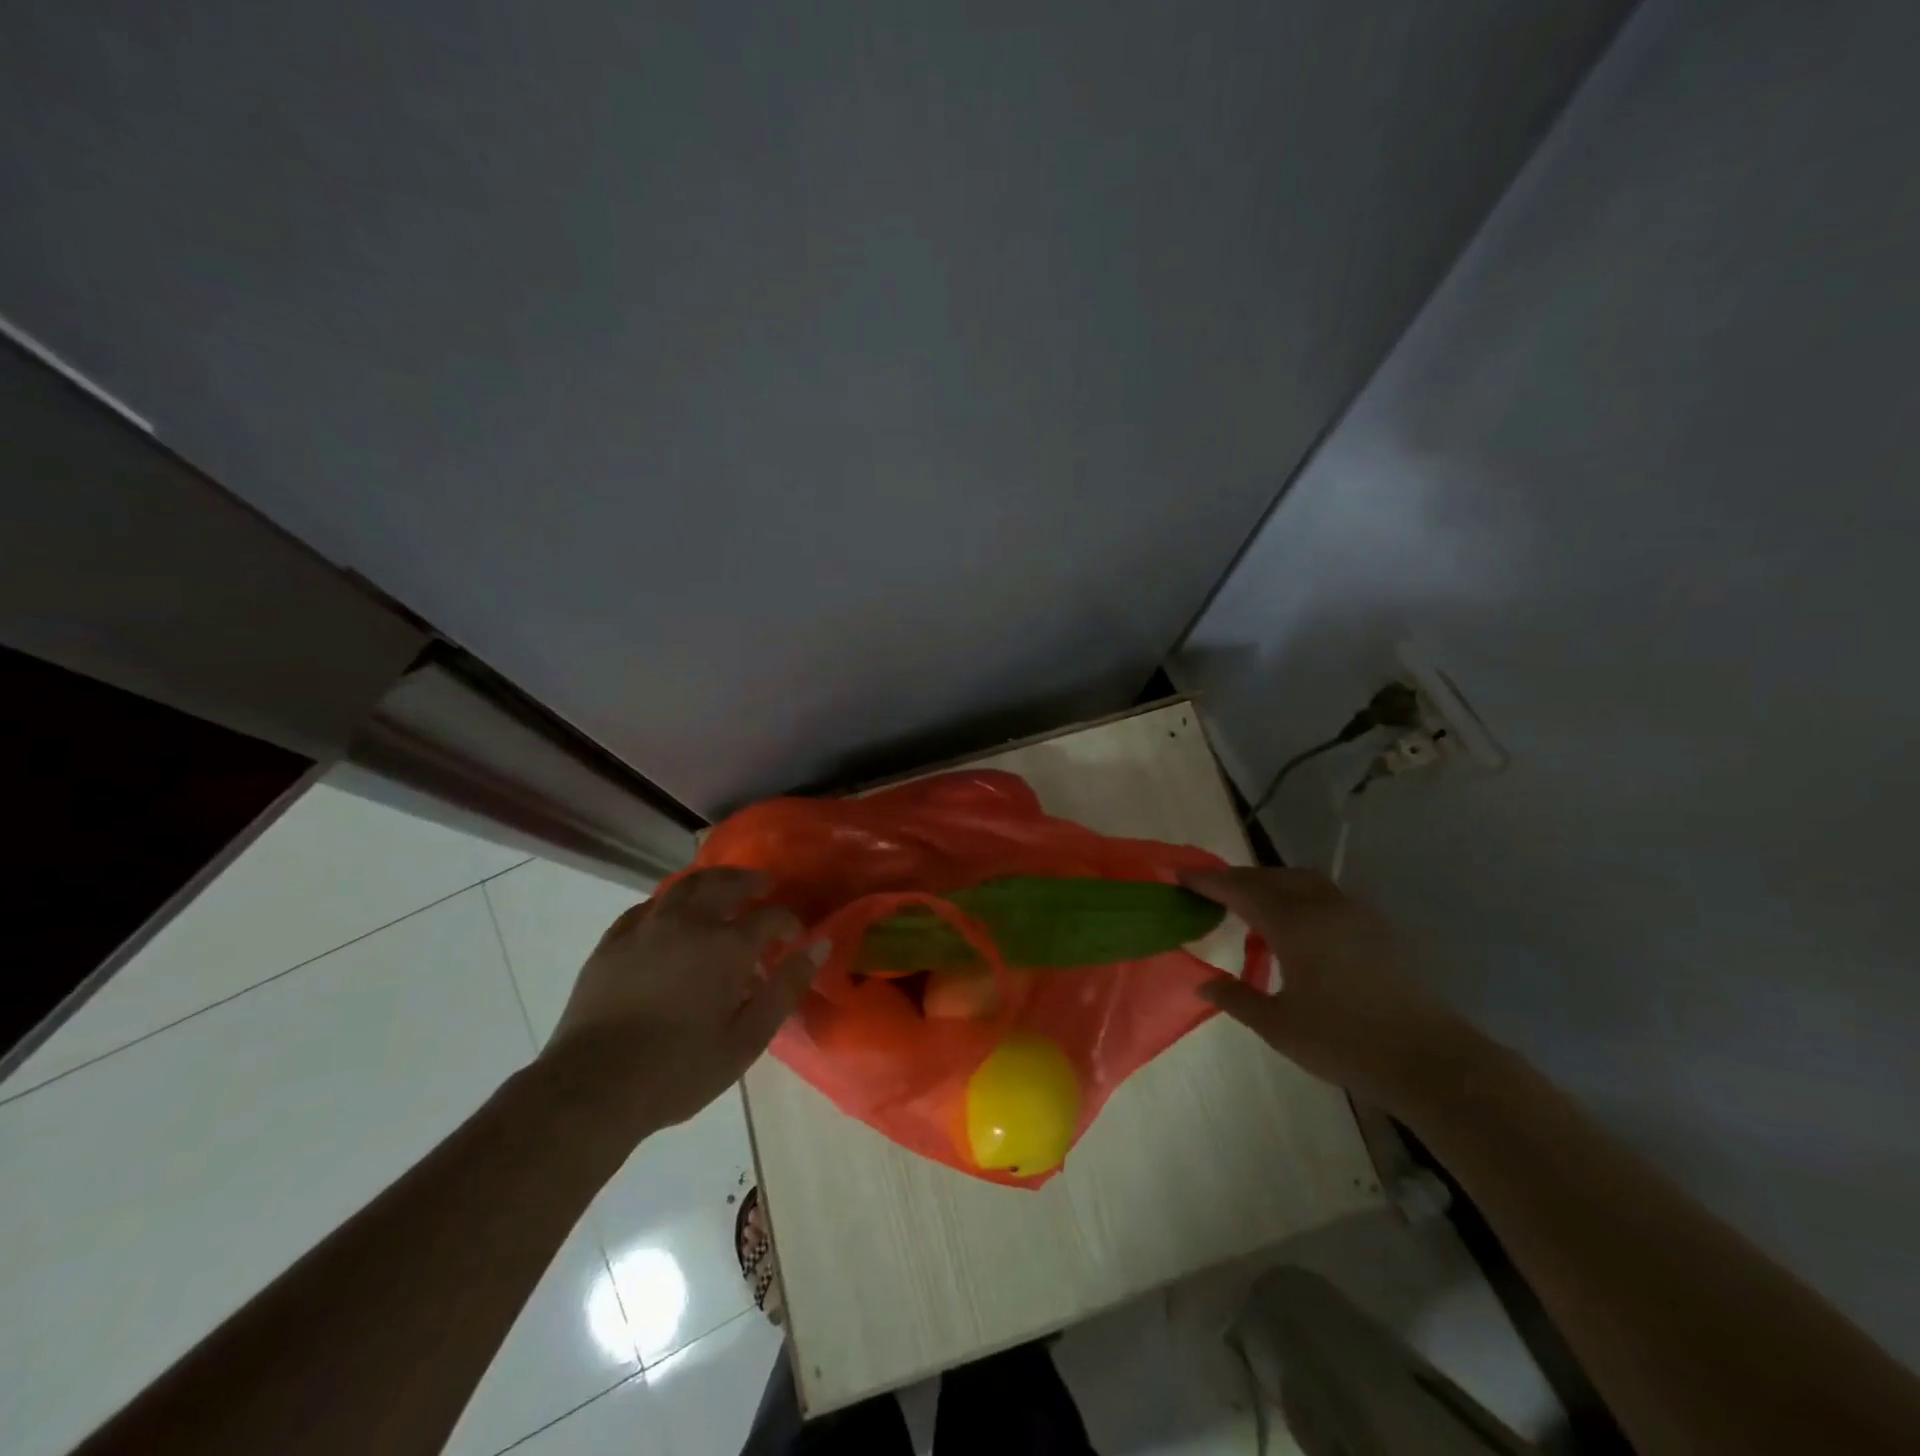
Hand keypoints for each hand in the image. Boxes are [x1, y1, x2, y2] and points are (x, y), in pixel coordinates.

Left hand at [536, 869, 823, 1141]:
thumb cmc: (679, 1070)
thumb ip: (786, 988)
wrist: (592, 1088)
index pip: (769, 916)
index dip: (788, 921)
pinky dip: (668, 902)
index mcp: (726, 946)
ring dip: (711, 881)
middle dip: (750, 882)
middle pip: (725, 884)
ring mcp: (646, 928)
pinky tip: (670, 914)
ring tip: (723, 888)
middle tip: (764, 886)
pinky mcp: (612, 942)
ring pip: (684, 886)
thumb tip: (819, 946)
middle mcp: (688, 923)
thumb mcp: (747, 1039)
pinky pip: (646, 907)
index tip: (795, 935)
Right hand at [1183, 867, 1480, 1116]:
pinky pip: (1324, 895)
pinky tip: (1294, 926)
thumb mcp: (1279, 1026)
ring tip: (1250, 905)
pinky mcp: (1375, 927)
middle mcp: (1322, 906)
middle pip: (1270, 877)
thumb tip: (1202, 982)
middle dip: (1237, 879)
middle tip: (1209, 891)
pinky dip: (1297, 896)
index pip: (1240, 889)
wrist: (1429, 1060)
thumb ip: (1236, 997)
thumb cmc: (1345, 1042)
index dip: (1208, 880)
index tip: (1180, 874)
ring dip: (1270, 884)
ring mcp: (1353, 913)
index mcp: (1294, 924)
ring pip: (1301, 881)